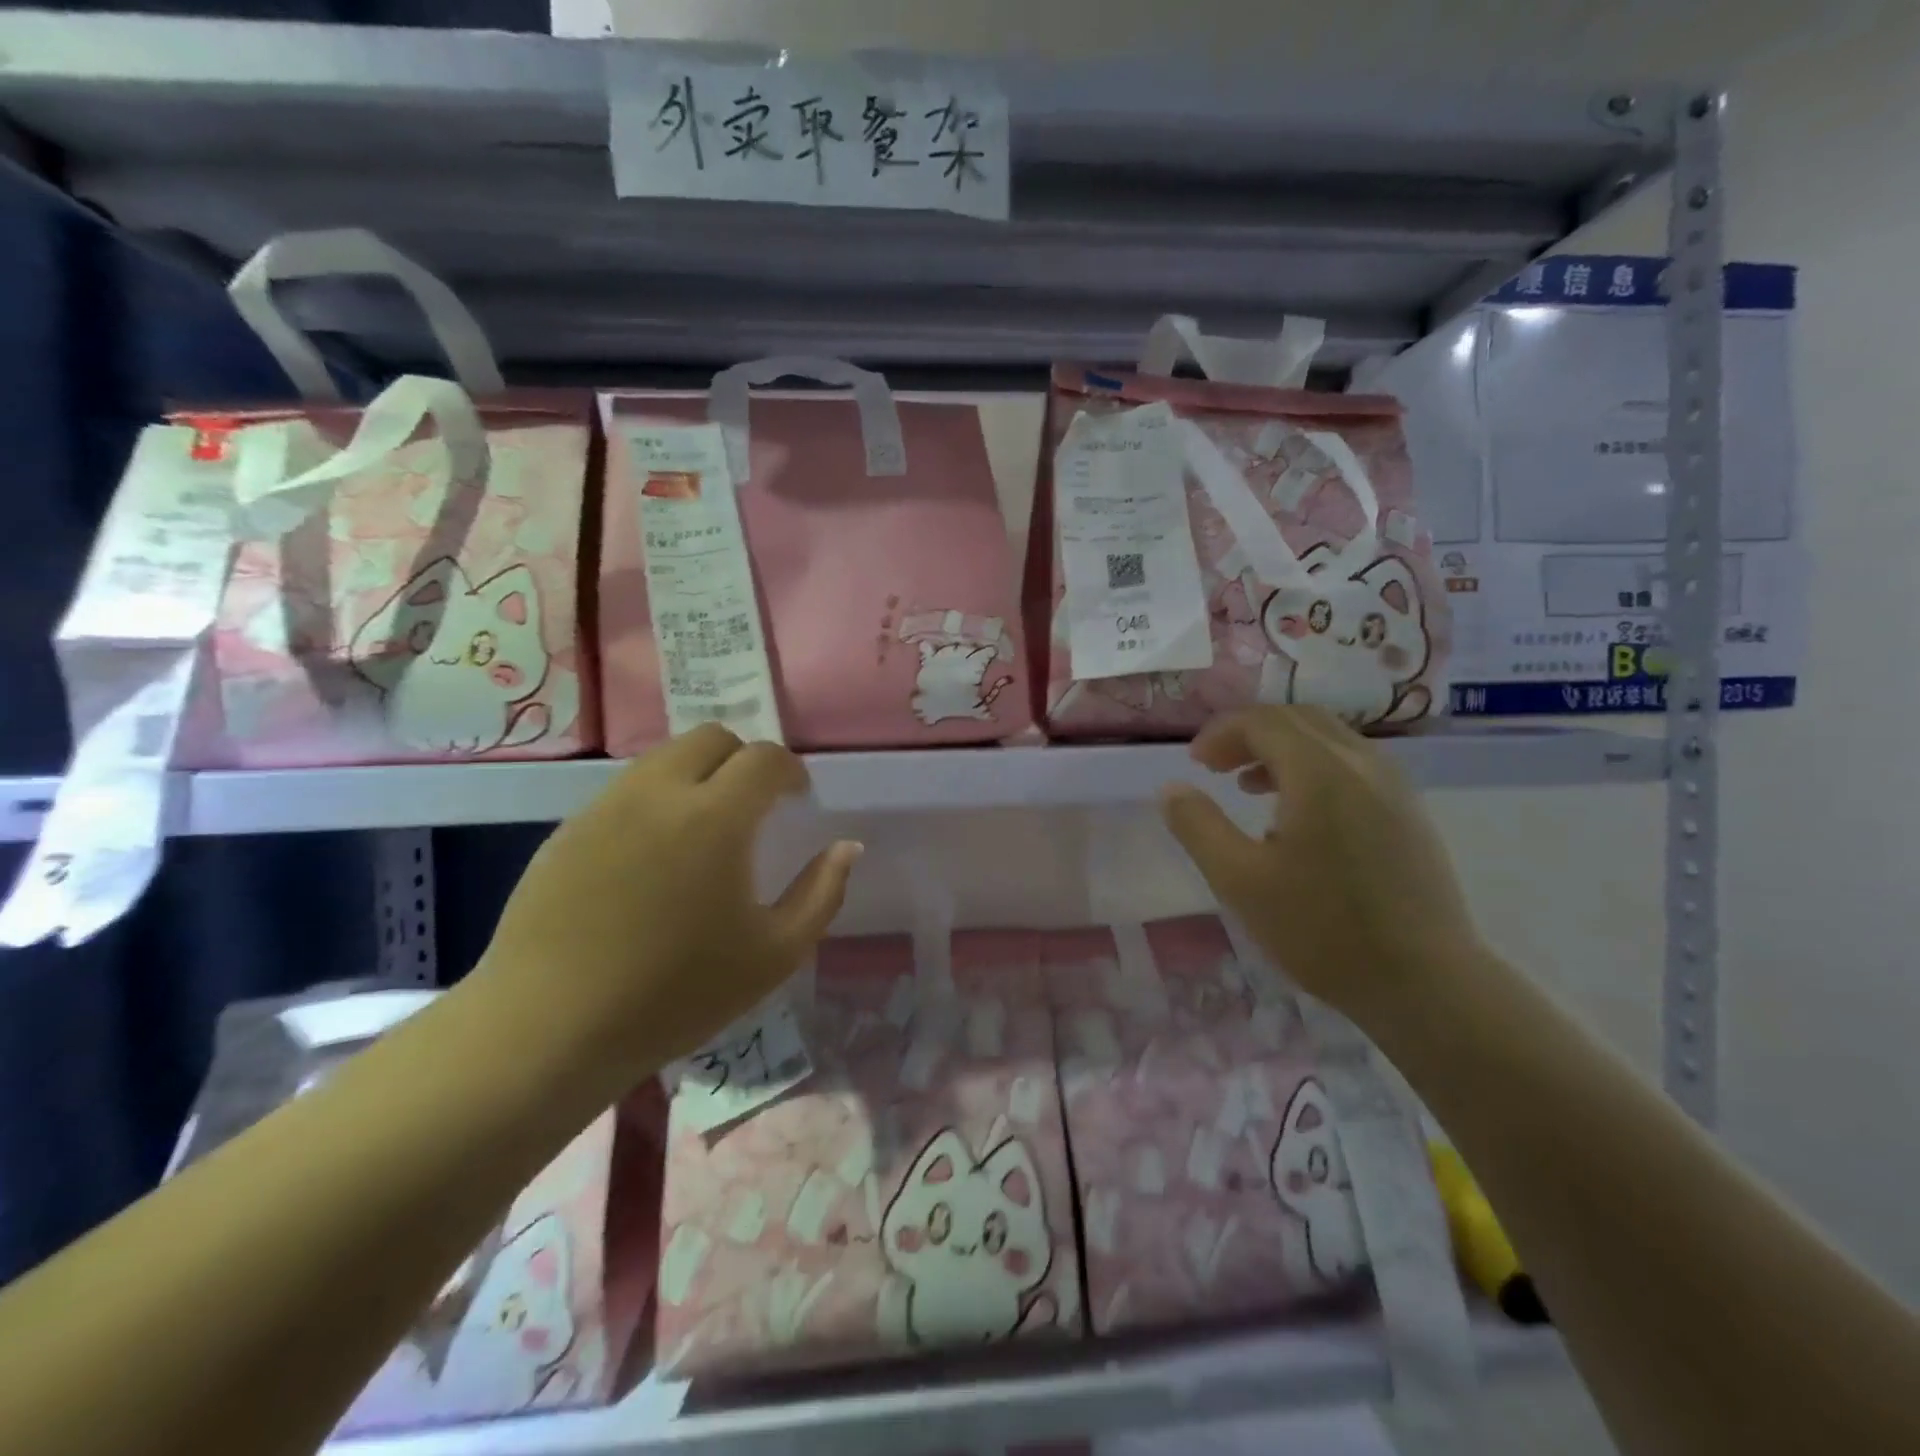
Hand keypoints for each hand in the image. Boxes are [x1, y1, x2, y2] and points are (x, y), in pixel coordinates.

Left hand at [477, 724, 860, 1079]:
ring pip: (663, 758)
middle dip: (743, 759)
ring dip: (697, 774)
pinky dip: (655, 801)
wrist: (548, 1029)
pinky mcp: (568, 830)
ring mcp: (605, 807)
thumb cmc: (675, 994)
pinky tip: (653, 857)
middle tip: (754, 805)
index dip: (790, 770)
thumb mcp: (774, 954)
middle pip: (710, 738)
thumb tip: (847, 847)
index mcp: (715, 817)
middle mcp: (658, 793)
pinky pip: (625, 791)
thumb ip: (822, 893)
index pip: (764, 757)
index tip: (797, 796)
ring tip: (705, 828)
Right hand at [1158, 706, 1485, 1029]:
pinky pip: (1353, 764)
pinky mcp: (1409, 813)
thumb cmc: (1322, 930)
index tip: (1194, 764)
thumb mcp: (1240, 880)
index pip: (1262, 721)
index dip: (1221, 733)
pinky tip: (1299, 817)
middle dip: (1250, 733)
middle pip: (1298, 719)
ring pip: (1330, 739)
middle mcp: (1362, 764)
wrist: (1425, 984)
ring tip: (1250, 787)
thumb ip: (1198, 826)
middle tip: (1216, 767)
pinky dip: (1314, 767)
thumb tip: (1171, 788)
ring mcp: (1394, 786)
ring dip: (1282, 749)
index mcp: (1320, 773)